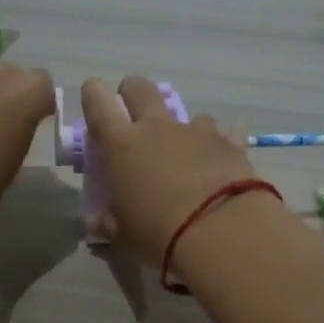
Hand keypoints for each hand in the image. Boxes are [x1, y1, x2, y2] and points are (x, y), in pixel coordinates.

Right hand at [80, 75, 261, 265]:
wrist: (221, 232)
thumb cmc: (158, 233)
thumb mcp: (123, 235)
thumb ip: (107, 222)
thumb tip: (95, 222)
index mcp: (121, 144)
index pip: (98, 100)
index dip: (93, 94)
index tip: (95, 102)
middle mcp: (157, 127)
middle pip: (140, 87)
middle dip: (133, 94)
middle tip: (134, 120)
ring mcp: (196, 131)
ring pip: (184, 113)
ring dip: (181, 130)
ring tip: (185, 159)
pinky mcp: (229, 143)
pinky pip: (224, 134)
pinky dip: (218, 146)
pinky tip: (221, 165)